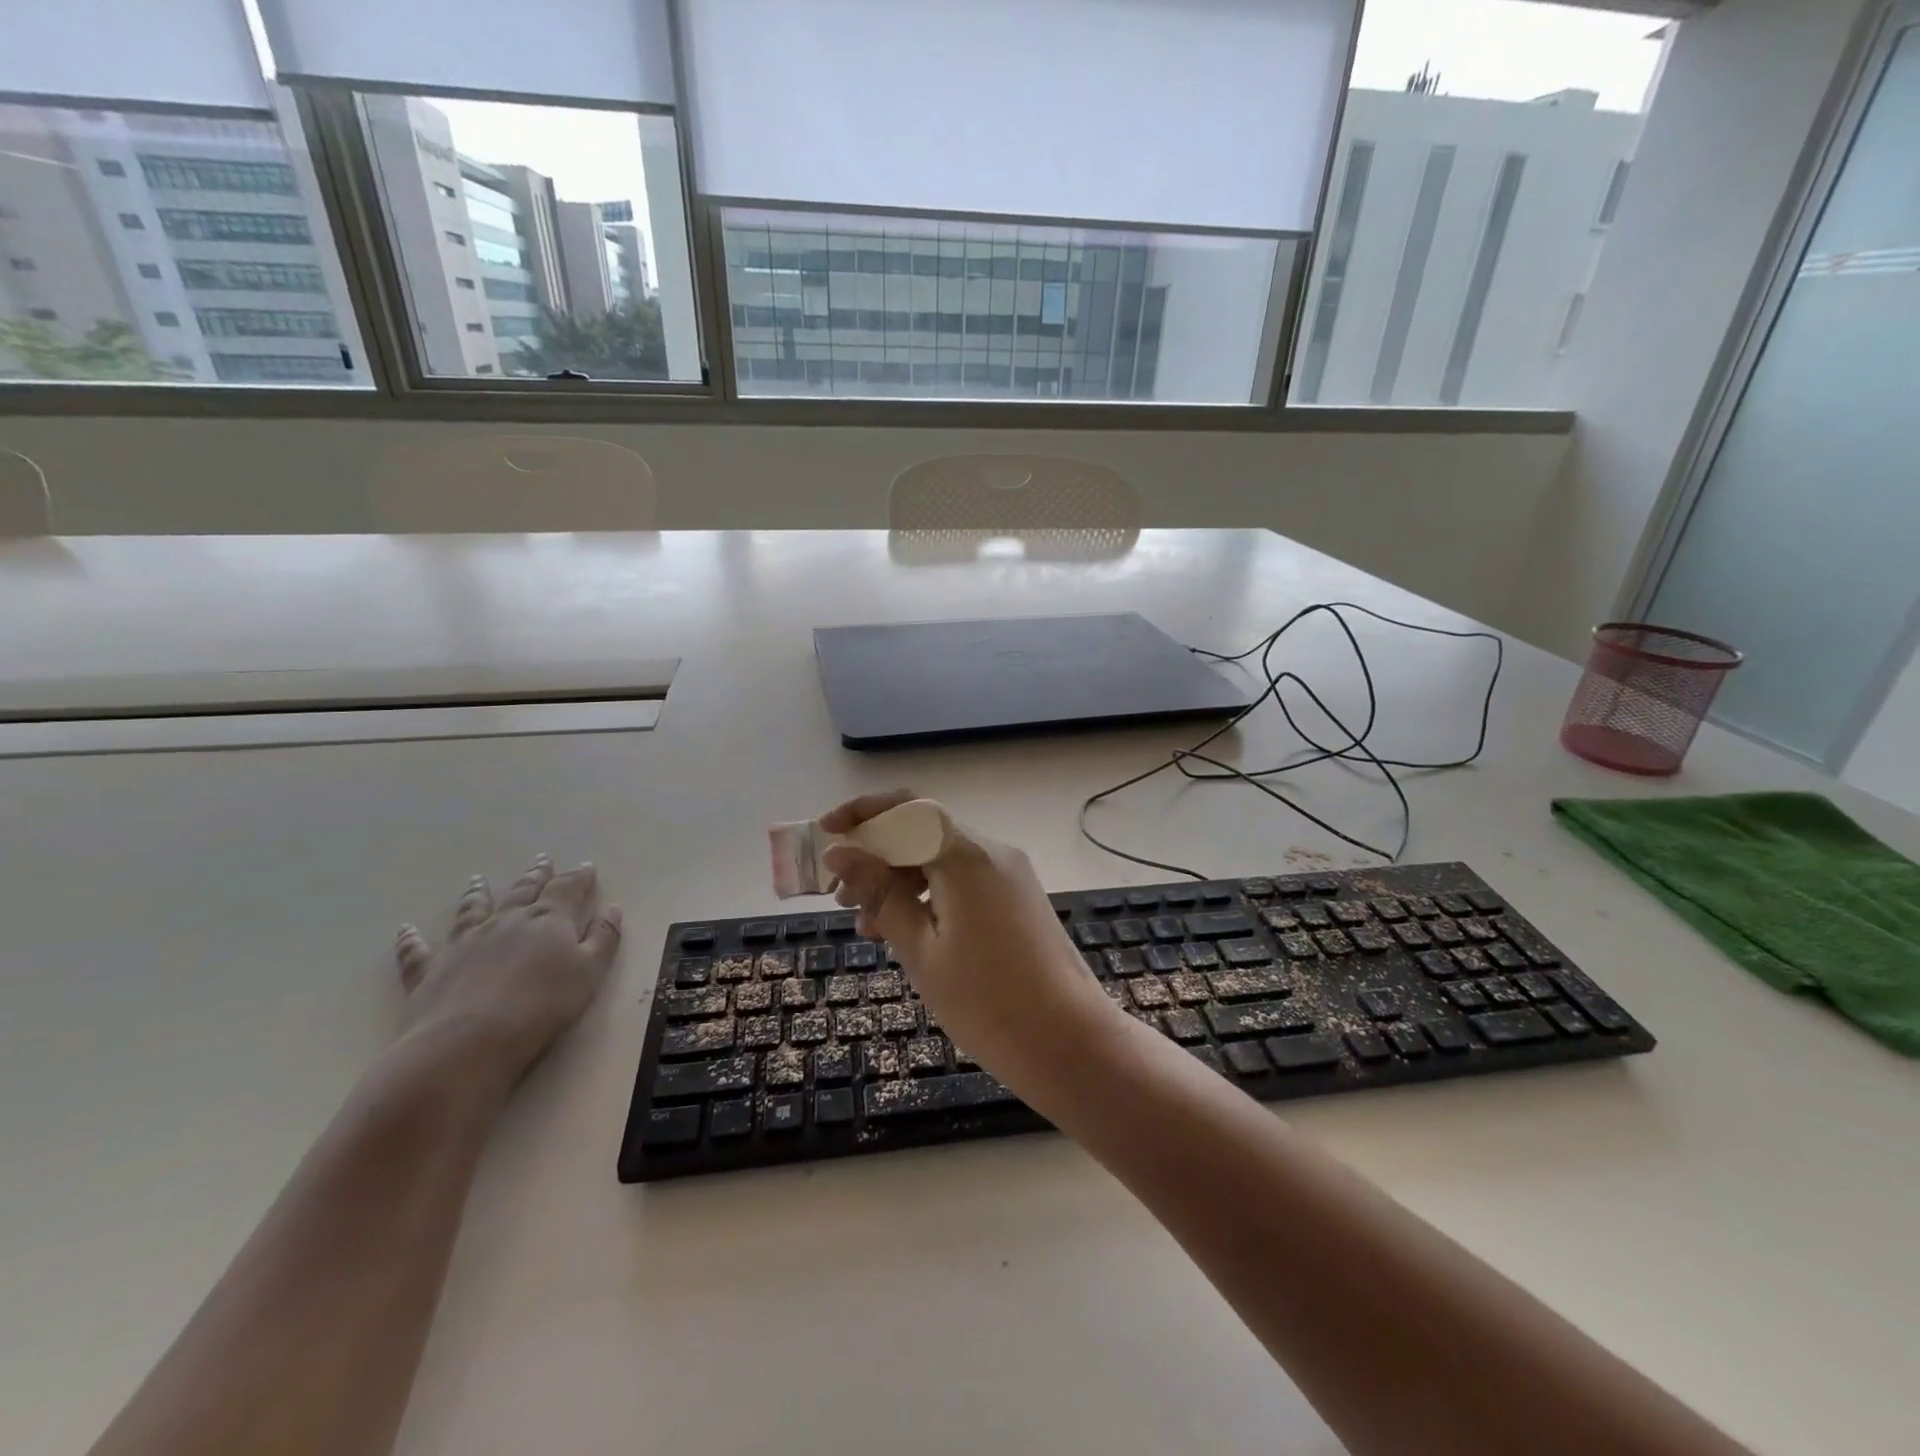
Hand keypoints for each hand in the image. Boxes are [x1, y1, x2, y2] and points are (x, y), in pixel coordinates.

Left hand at [393, 856, 621, 1089]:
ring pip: (472, 909)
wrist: (470, 1041)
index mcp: (548, 920)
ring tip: (478, 880)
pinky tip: (406, 929)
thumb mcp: (590, 972)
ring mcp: (465, 942)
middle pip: (524, 891)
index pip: (567, 889)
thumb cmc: (543, 1006)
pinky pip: (417, 950)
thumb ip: (604, 938)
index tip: (586, 866)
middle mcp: (507, 921)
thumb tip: (612, 909)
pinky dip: (411, 939)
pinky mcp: (430, 969)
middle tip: (542, 860)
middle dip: (536, 875)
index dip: (579, 877)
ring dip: (477, 893)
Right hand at [820, 791, 1114, 1068]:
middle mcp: (991, 852)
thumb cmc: (987, 1002)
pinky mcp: (1017, 897)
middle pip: (923, 832)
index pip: (907, 808)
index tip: (826, 834)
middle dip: (877, 855)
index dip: (863, 813)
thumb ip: (881, 894)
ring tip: (868, 926)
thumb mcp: (921, 949)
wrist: (1070, 1042)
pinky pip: (963, 879)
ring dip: (900, 879)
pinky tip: (907, 931)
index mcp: (966, 856)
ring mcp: (1009, 874)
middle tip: (841, 898)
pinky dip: (929, 894)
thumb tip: (842, 854)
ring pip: (941, 858)